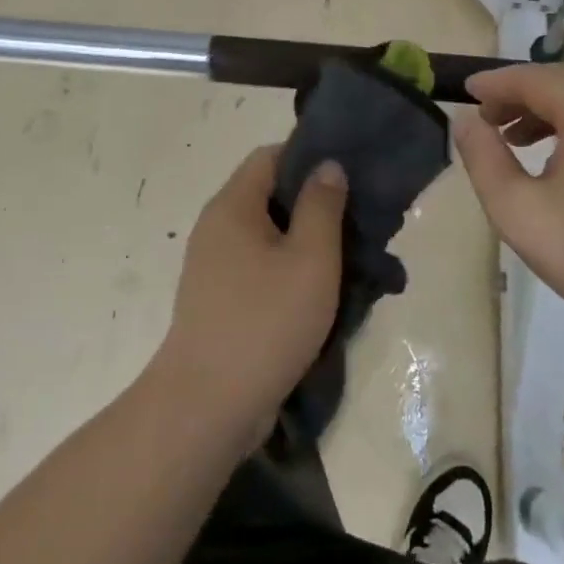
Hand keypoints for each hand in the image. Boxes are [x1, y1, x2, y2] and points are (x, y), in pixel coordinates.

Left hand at [152, 146, 347, 447]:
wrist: (206, 407)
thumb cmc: (264, 322)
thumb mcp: (309, 259)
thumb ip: (322, 206)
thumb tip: (327, 164)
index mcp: (232, 205)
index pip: (270, 155)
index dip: (309, 156)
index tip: (348, 175)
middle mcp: (216, 226)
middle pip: (269, 194)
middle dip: (313, 203)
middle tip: (357, 220)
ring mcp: (213, 265)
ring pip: (267, 235)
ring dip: (304, 241)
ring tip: (347, 258)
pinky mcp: (218, 300)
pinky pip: (258, 267)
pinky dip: (287, 270)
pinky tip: (318, 292)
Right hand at [452, 64, 563, 359]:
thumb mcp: (519, 212)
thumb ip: (484, 159)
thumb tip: (466, 121)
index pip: (536, 78)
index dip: (497, 83)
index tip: (465, 92)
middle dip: (520, 94)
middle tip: (487, 119)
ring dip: (547, 112)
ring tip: (515, 141)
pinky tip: (561, 164)